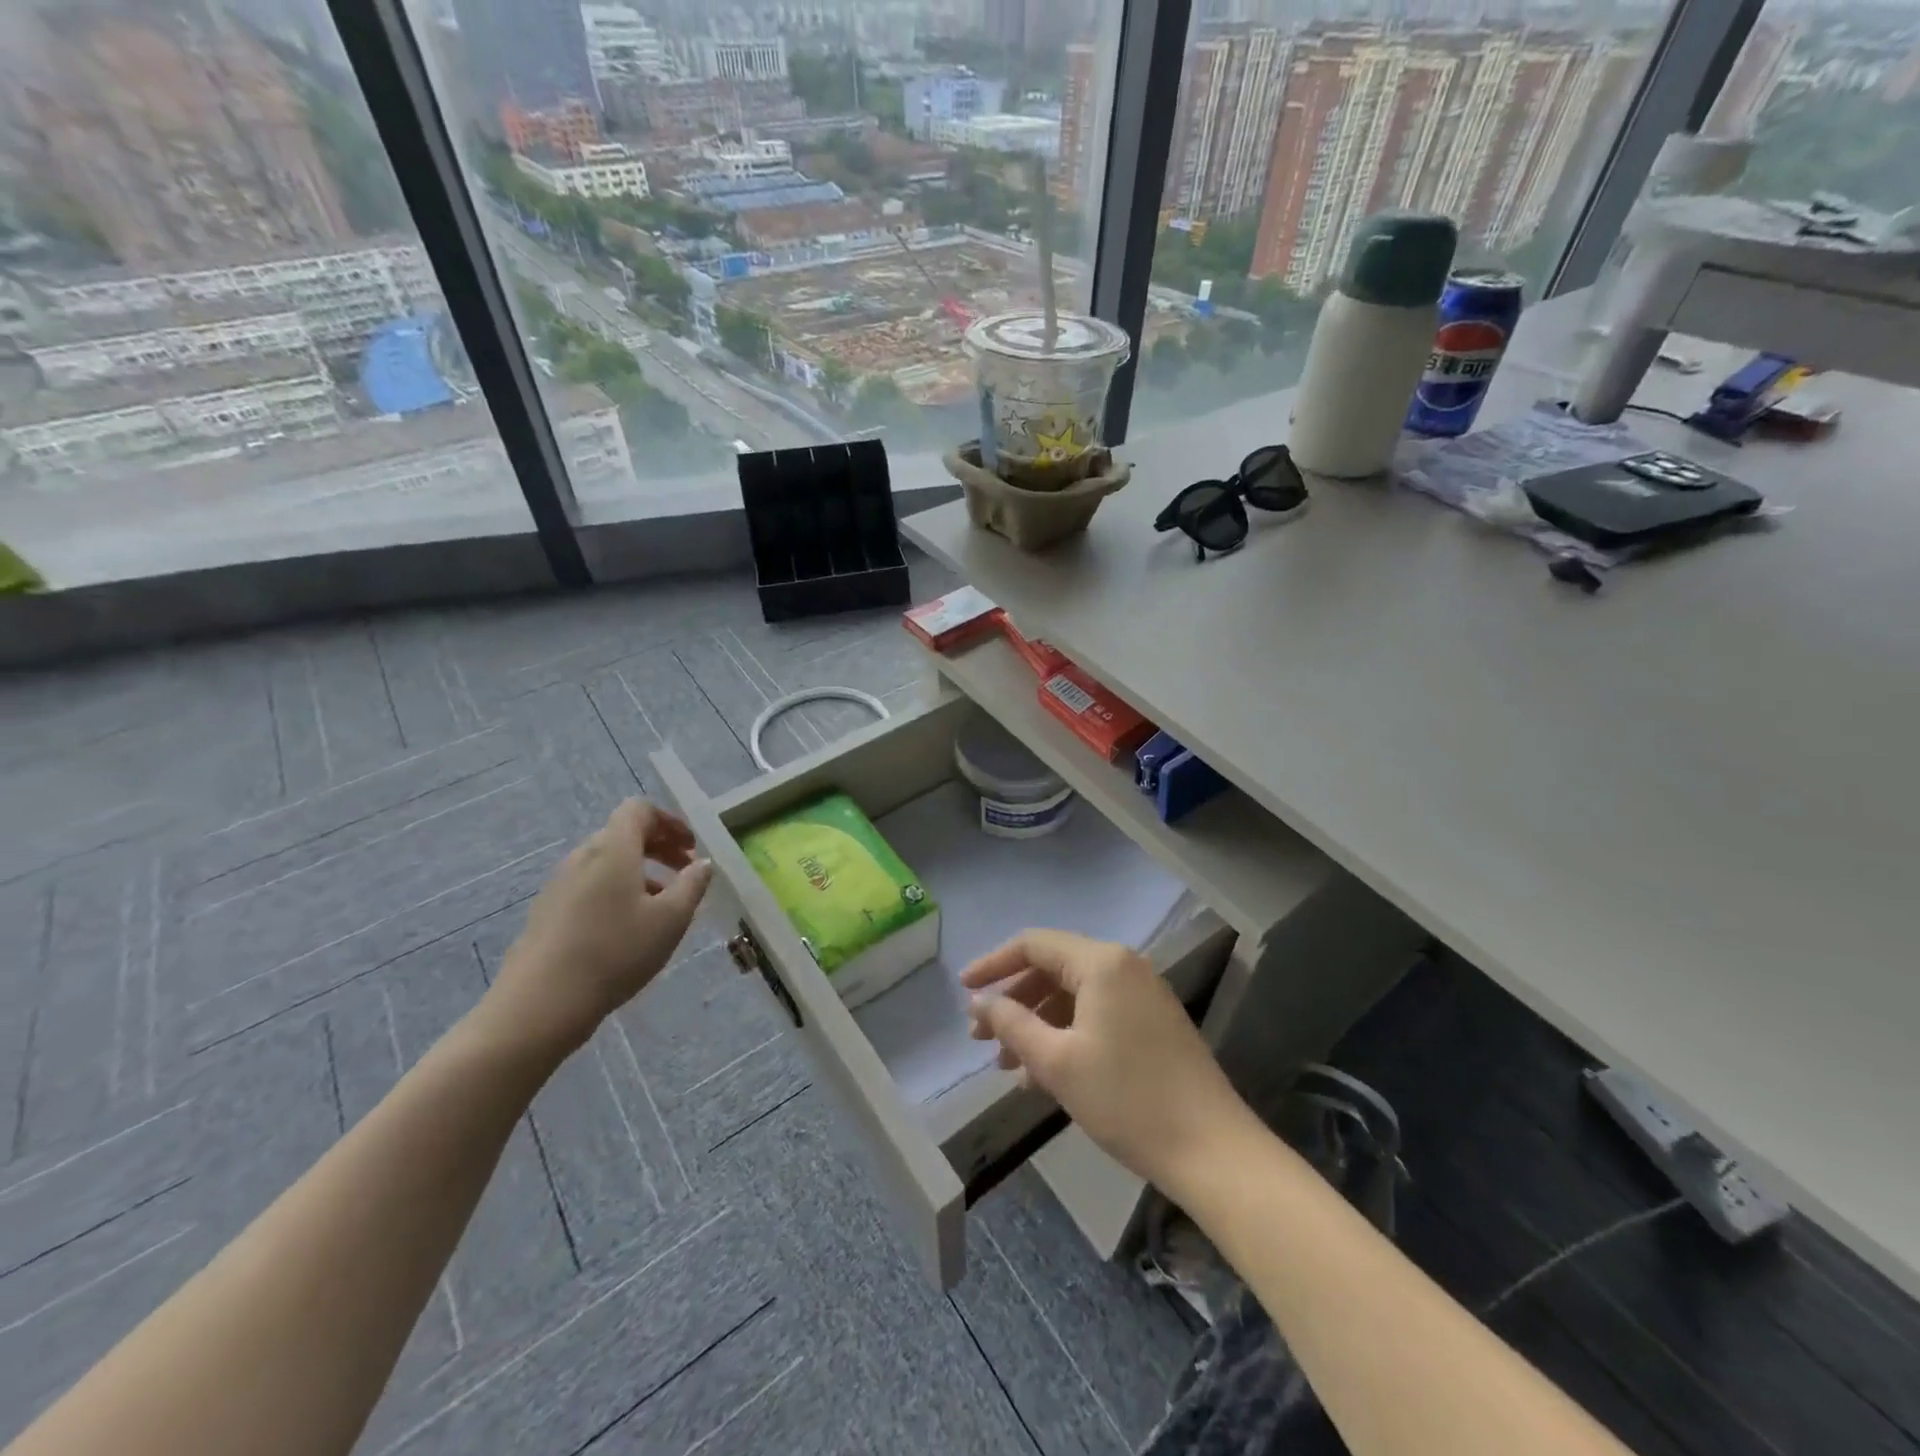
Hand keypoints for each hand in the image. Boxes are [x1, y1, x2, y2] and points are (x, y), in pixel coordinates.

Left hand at [483, 799, 712, 1059]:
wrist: (540, 1005)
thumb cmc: (615, 952)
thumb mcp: (671, 920)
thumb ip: (692, 885)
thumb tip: (703, 864)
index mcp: (613, 849)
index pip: (639, 810)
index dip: (669, 822)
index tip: (691, 848)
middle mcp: (582, 857)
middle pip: (622, 835)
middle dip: (659, 848)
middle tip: (685, 873)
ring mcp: (559, 885)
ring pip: (606, 863)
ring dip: (639, 873)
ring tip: (662, 905)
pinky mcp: (546, 913)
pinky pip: (589, 887)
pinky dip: (616, 892)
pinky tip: (627, 929)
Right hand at [963, 929, 1256, 1195]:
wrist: (1212, 1149)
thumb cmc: (1126, 1099)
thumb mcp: (1057, 1061)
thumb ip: (1012, 1023)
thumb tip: (979, 1002)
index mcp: (1101, 962)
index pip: (1033, 945)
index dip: (993, 964)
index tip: (962, 990)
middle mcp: (1124, 966)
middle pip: (1053, 969)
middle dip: (1014, 1001)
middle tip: (982, 1038)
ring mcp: (1143, 994)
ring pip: (1074, 995)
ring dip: (1037, 1023)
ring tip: (1008, 1066)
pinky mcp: (1154, 1022)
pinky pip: (1097, 1014)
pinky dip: (1066, 1035)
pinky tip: (1045, 1075)